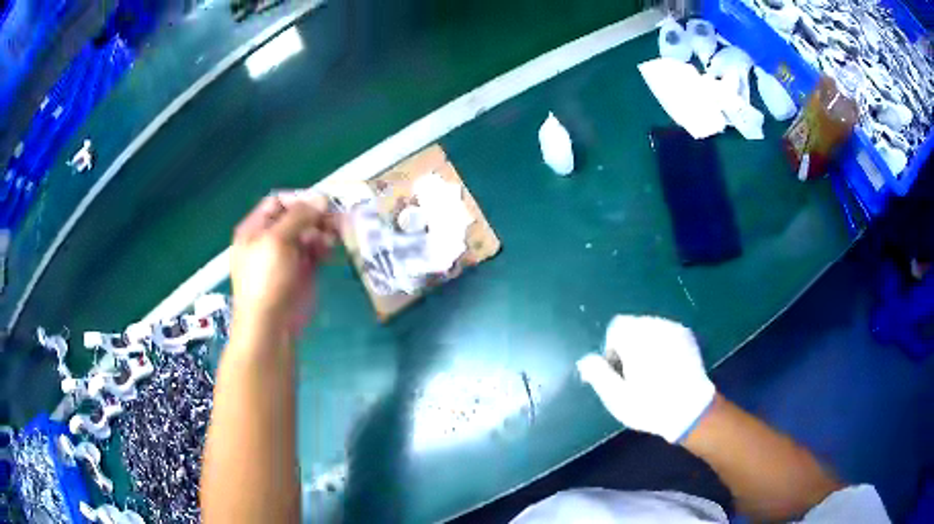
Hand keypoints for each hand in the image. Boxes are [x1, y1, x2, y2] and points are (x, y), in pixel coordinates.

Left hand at [230, 191, 336, 337]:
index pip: (278, 202)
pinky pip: (315, 251)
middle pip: (296, 217)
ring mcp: (287, 256)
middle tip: (335, 217)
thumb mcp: (277, 240)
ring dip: (323, 229)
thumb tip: (321, 199)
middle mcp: (270, 239)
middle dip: (315, 215)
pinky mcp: (302, 271)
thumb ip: (299, 216)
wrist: (270, 325)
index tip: (321, 203)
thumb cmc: (266, 279)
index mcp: (255, 228)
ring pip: (308, 233)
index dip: (300, 200)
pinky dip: (325, 246)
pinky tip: (332, 247)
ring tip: (335, 233)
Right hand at [576, 315, 714, 442]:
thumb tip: (586, 360)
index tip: (618, 372)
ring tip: (651, 371)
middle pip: (634, 326)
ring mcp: (675, 330)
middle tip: (633, 373)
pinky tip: (667, 367)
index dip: (612, 349)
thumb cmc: (649, 405)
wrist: (691, 409)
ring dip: (646, 344)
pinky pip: (667, 333)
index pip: (616, 328)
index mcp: (636, 338)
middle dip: (629, 345)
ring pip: (651, 328)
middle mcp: (655, 326)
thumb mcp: (616, 397)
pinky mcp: (688, 337)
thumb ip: (598, 374)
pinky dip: (662, 344)